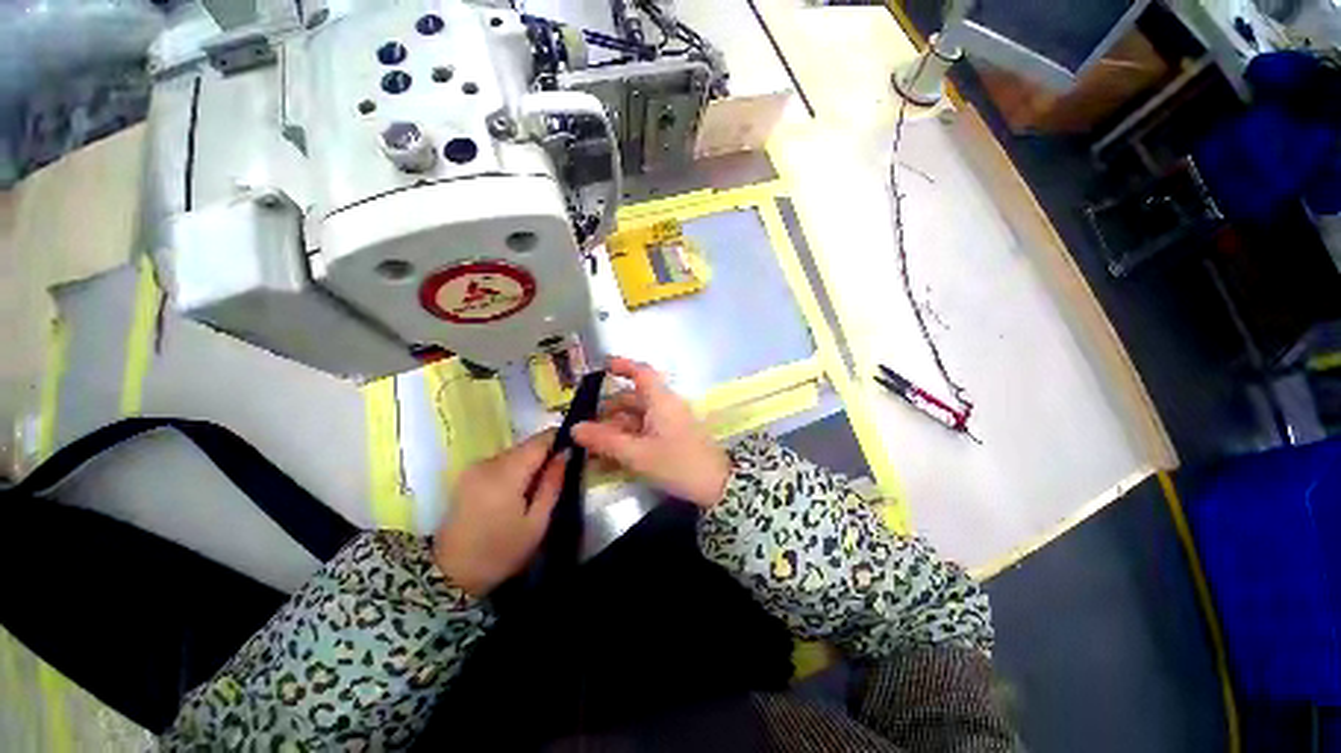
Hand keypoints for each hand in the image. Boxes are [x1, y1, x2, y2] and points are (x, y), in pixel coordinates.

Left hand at [432, 431, 566, 595]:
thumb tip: (565, 453)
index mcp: (506, 473)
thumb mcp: (537, 523)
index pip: (539, 440)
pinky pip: (500, 463)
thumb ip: (552, 483)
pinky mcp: (466, 476)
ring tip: (540, 486)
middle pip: (526, 446)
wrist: (449, 576)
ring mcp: (474, 468)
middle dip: (545, 454)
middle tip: (561, 474)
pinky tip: (519, 492)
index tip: (575, 448)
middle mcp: (488, 462)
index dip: (560, 438)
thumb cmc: (500, 552)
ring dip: (529, 463)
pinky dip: (514, 471)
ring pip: (513, 454)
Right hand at [572, 357, 729, 507]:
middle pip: (633, 399)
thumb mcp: (638, 454)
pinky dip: (627, 440)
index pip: (642, 372)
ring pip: (637, 418)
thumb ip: (605, 441)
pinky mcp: (672, 438)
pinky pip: (644, 432)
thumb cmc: (678, 463)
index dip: (622, 365)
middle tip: (583, 425)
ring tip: (591, 446)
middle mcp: (665, 406)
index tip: (601, 367)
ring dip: (615, 429)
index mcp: (661, 400)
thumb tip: (575, 428)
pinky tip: (610, 457)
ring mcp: (669, 422)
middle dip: (608, 410)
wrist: (717, 485)